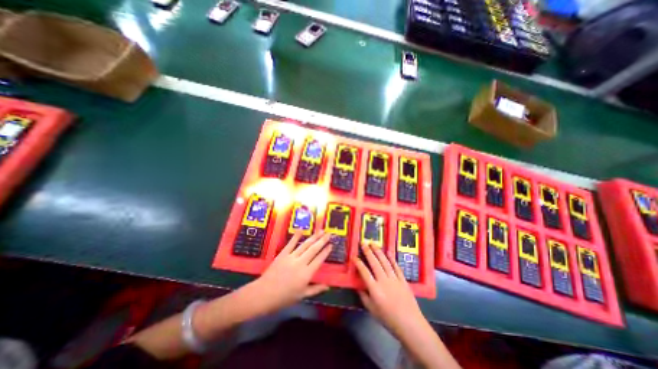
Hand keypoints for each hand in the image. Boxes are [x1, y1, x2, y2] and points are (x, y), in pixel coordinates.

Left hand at [251, 230, 334, 313]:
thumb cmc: (284, 297)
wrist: (264, 294)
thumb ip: (315, 289)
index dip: (326, 252)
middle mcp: (301, 263)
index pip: (319, 260)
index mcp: (306, 274)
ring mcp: (291, 257)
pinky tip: (301, 229)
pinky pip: (291, 243)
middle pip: (314, 249)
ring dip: (313, 237)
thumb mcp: (302, 296)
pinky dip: (296, 236)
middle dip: (322, 241)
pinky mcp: (283, 254)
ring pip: (305, 245)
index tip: (331, 245)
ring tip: (320, 231)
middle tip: (329, 234)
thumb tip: (328, 286)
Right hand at [355, 242, 426, 336]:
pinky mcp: (402, 279)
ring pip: (385, 262)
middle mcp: (384, 281)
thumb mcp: (372, 310)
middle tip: (363, 243)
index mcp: (375, 289)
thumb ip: (363, 297)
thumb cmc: (389, 319)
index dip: (358, 263)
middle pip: (374, 263)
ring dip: (378, 251)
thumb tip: (358, 286)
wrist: (410, 325)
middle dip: (368, 252)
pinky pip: (396, 267)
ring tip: (373, 243)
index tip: (354, 256)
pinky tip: (388, 252)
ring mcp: (394, 279)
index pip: (364, 272)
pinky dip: (392, 259)